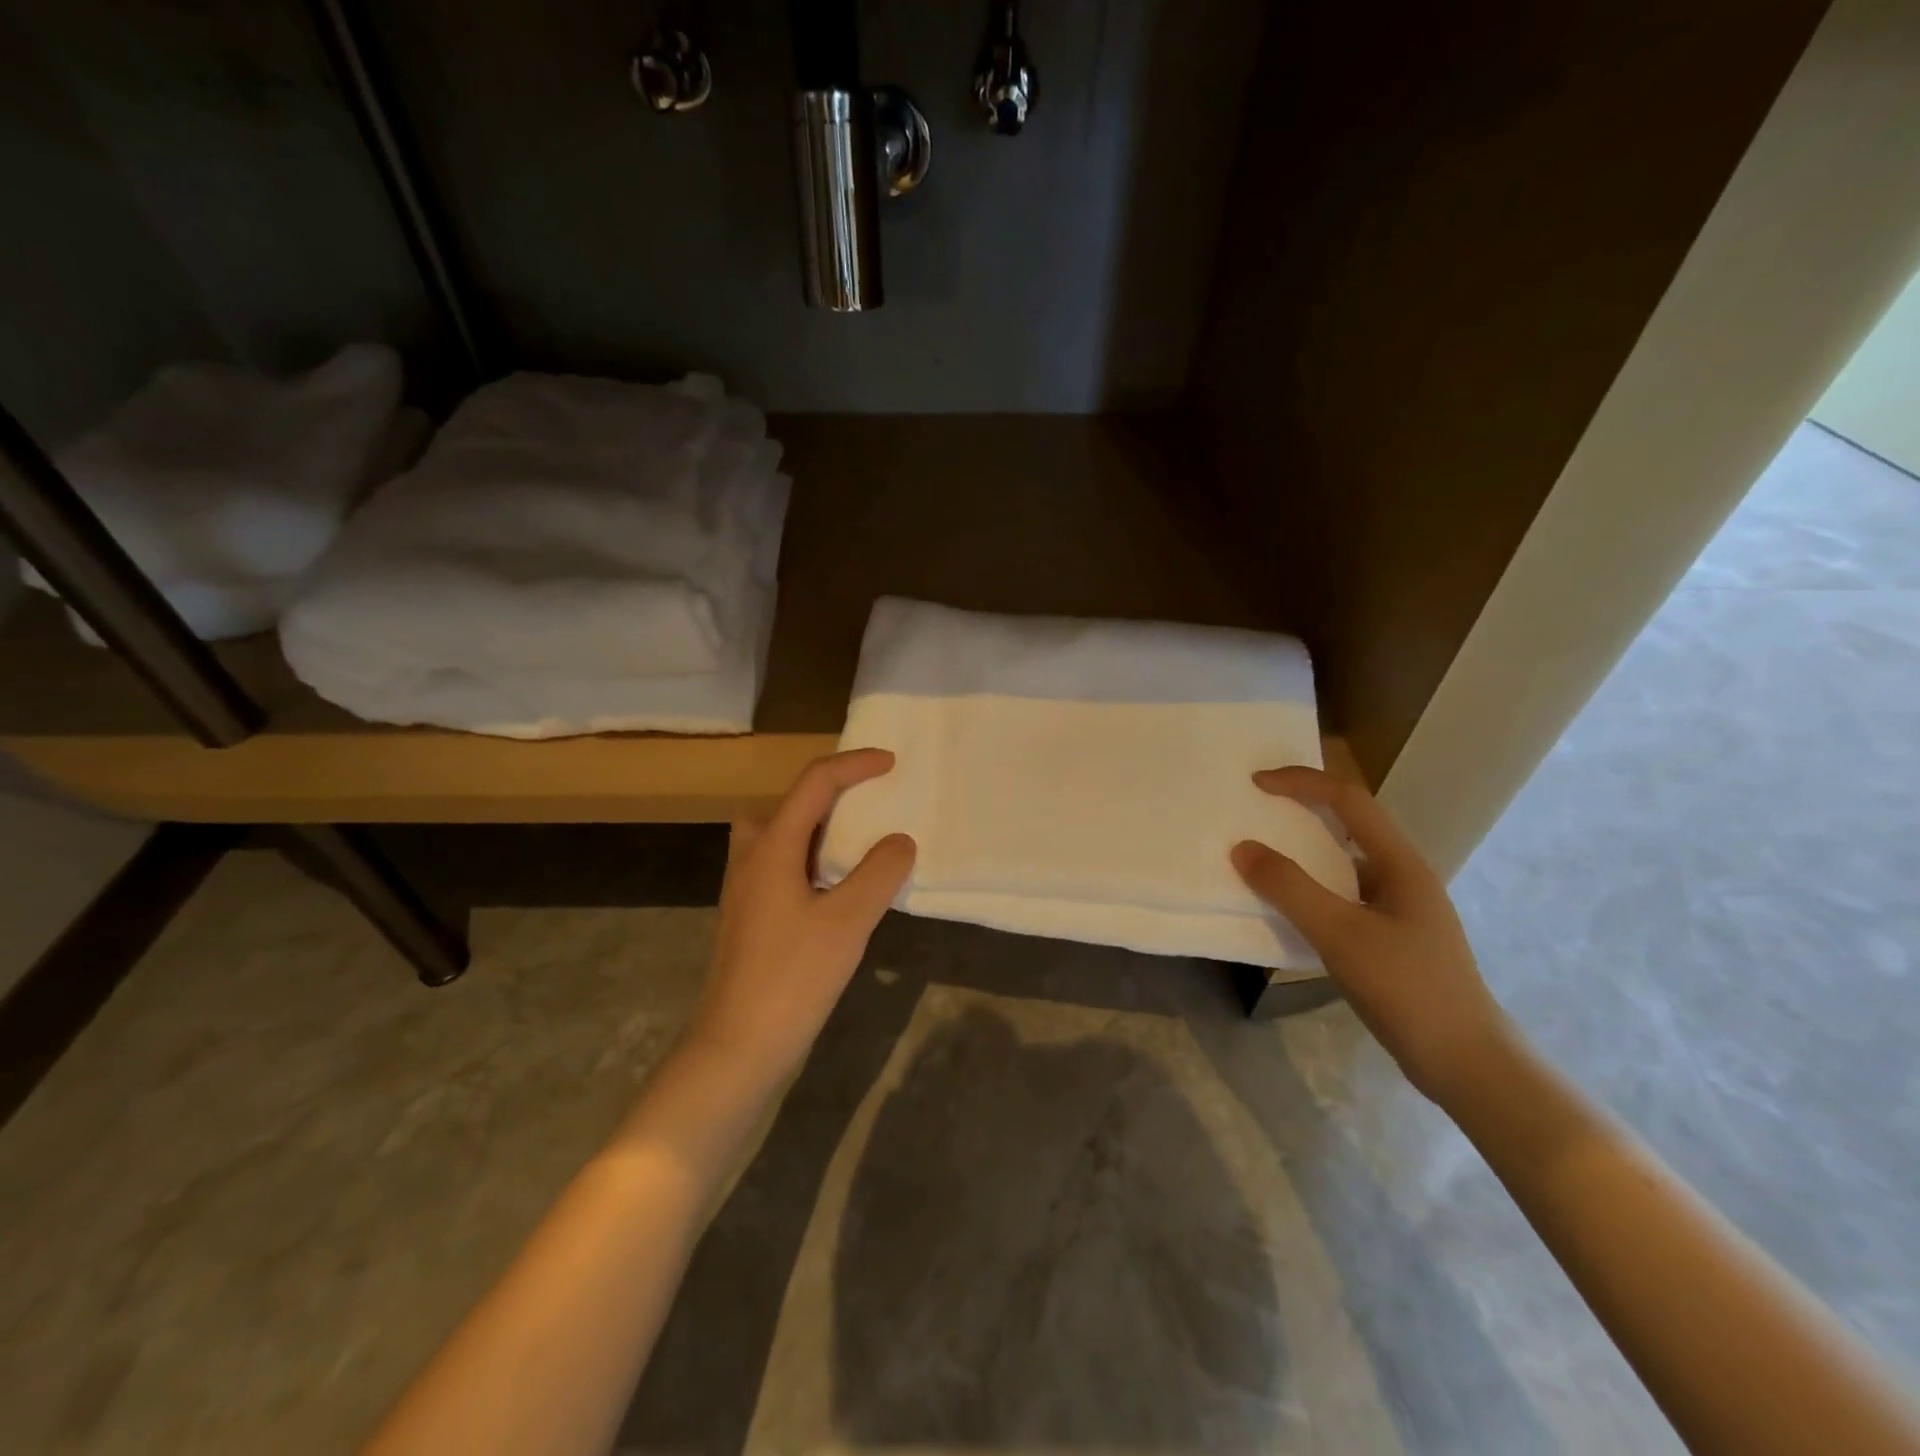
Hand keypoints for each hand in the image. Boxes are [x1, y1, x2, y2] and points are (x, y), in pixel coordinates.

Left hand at [686, 749, 915, 1085]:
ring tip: (853, 844)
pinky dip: (809, 859)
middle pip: (785, 803)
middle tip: (865, 803)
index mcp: (772, 847)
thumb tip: (899, 841)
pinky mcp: (750, 918)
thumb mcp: (848, 922)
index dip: (854, 765)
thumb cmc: (792, 977)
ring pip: (777, 835)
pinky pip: (780, 865)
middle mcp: (751, 858)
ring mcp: (746, 890)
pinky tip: (835, 890)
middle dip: (827, 792)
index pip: (814, 784)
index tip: (891, 763)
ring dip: (814, 827)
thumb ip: (879, 873)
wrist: (736, 1046)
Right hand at [1230, 766, 1509, 1104]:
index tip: (1255, 784)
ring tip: (1263, 855)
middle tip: (1257, 811)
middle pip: (1350, 824)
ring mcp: (1399, 909)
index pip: (1348, 800)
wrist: (1466, 1063)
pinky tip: (1289, 909)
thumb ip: (1290, 888)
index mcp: (1400, 863)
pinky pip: (1343, 896)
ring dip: (1305, 851)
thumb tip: (1242, 848)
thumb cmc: (1407, 988)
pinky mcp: (1391, 939)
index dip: (1301, 782)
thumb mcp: (1340, 934)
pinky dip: (1311, 888)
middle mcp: (1402, 876)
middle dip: (1303, 808)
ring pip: (1345, 862)